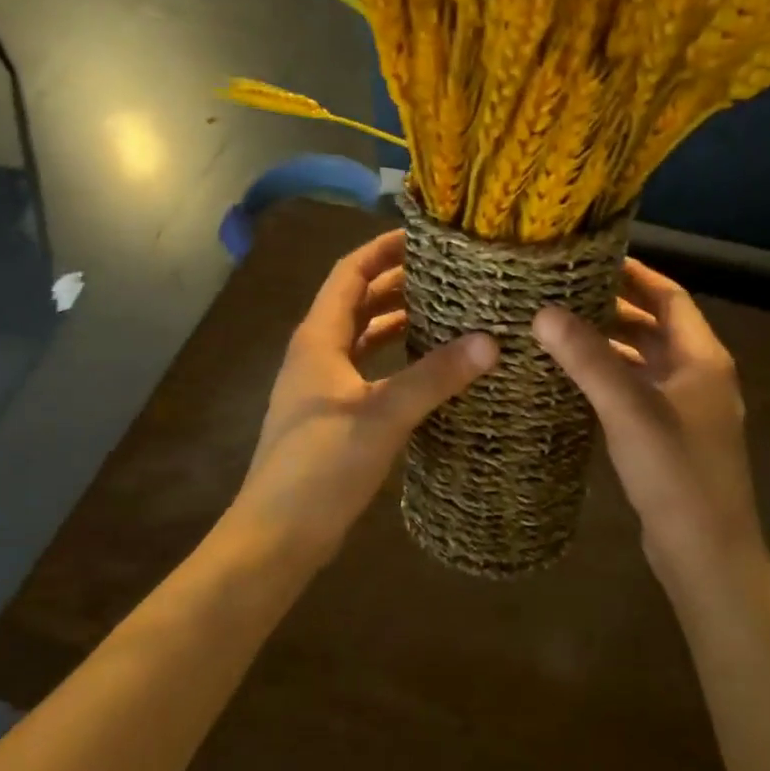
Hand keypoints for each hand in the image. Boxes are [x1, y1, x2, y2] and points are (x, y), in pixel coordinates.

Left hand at [232, 229, 497, 559]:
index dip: (382, 249)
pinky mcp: (332, 416)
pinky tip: (428, 368)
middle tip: (450, 273)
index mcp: (318, 338)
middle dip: (398, 283)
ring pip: (363, 338)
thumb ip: (435, 376)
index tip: (425, 236)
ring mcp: (321, 386)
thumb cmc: (322, 465)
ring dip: (398, 321)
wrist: (278, 534)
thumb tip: (491, 341)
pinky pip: (367, 370)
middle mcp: (316, 353)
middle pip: (357, 301)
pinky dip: (395, 359)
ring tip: (447, 312)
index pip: (350, 273)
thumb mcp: (383, 415)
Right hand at [534, 259, 763, 583]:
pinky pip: (638, 393)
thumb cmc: (676, 474)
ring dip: (610, 345)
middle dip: (615, 308)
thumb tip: (544, 312)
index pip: (670, 298)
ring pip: (645, 362)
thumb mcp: (629, 410)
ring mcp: (687, 410)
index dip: (635, 275)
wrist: (706, 553)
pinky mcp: (671, 439)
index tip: (591, 260)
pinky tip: (575, 382)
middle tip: (563, 293)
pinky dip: (611, 379)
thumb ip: (589, 360)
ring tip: (560, 330)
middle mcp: (699, 377)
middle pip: (656, 328)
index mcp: (702, 359)